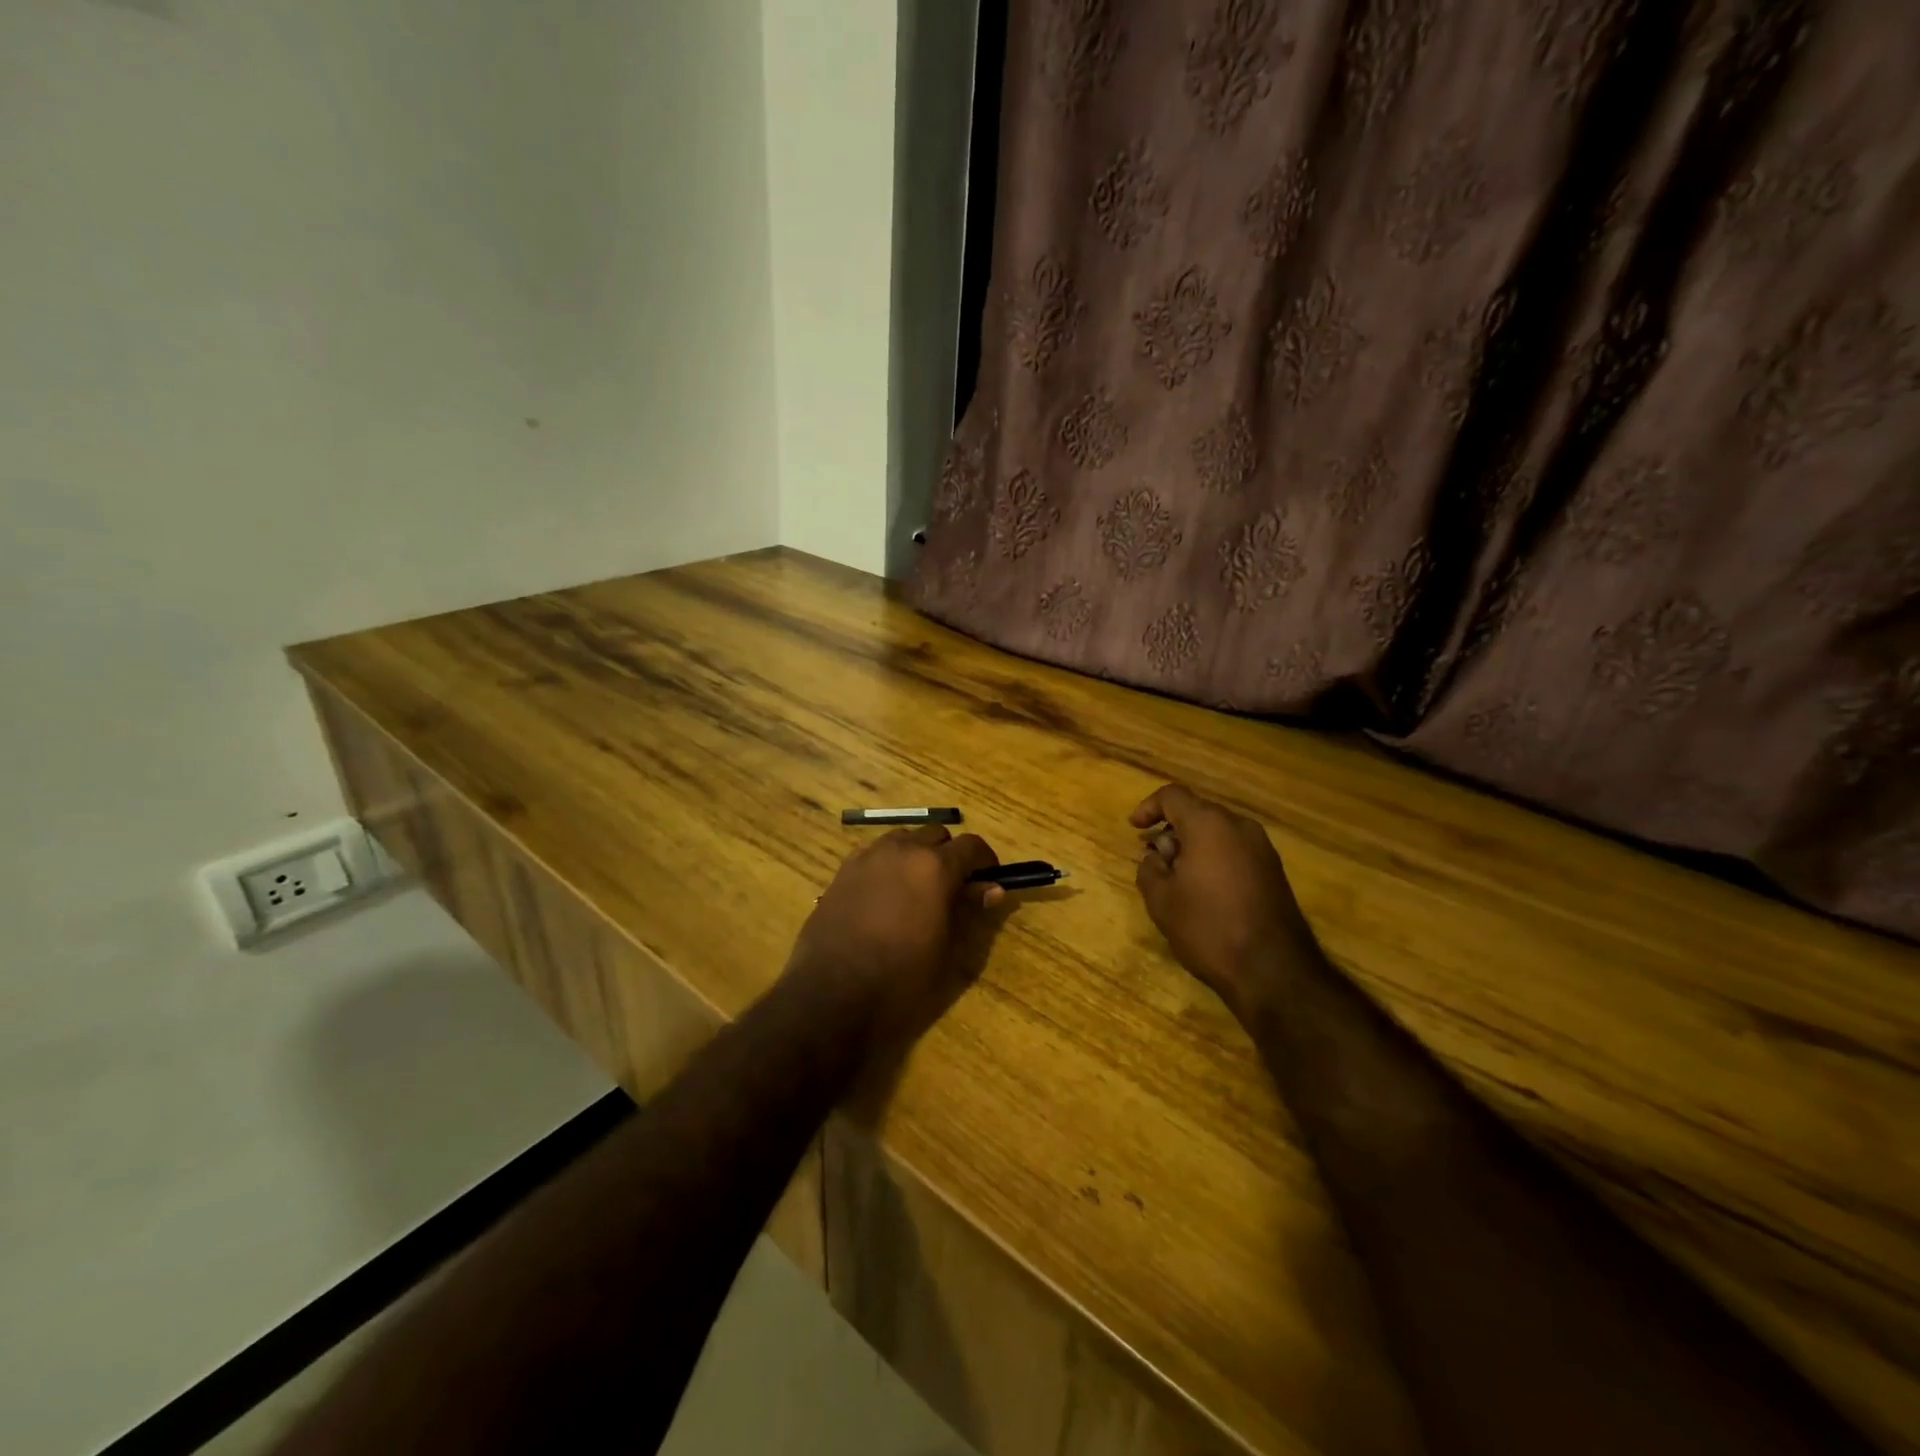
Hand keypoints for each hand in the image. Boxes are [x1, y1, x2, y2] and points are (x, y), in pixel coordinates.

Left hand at [787, 826, 1002, 1044]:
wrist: (832, 995)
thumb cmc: (901, 979)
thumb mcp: (947, 950)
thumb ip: (969, 911)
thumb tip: (992, 889)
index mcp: (935, 867)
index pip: (971, 846)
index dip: (985, 861)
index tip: (988, 880)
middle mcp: (902, 850)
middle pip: (936, 835)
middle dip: (949, 854)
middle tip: (953, 888)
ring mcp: (868, 857)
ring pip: (902, 839)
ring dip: (916, 854)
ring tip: (917, 889)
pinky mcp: (842, 871)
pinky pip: (874, 854)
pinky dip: (887, 864)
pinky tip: (884, 895)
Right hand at [1130, 783, 1319, 1020]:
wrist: (1273, 970)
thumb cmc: (1208, 928)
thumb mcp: (1161, 900)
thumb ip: (1150, 868)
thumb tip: (1157, 857)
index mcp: (1209, 824)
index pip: (1172, 796)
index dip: (1148, 807)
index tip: (1135, 830)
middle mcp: (1239, 826)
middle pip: (1197, 812)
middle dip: (1172, 830)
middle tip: (1156, 860)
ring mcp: (1262, 848)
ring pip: (1218, 832)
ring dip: (1194, 845)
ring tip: (1178, 878)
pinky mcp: (1274, 871)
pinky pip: (1235, 850)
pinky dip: (1215, 858)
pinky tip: (1205, 890)